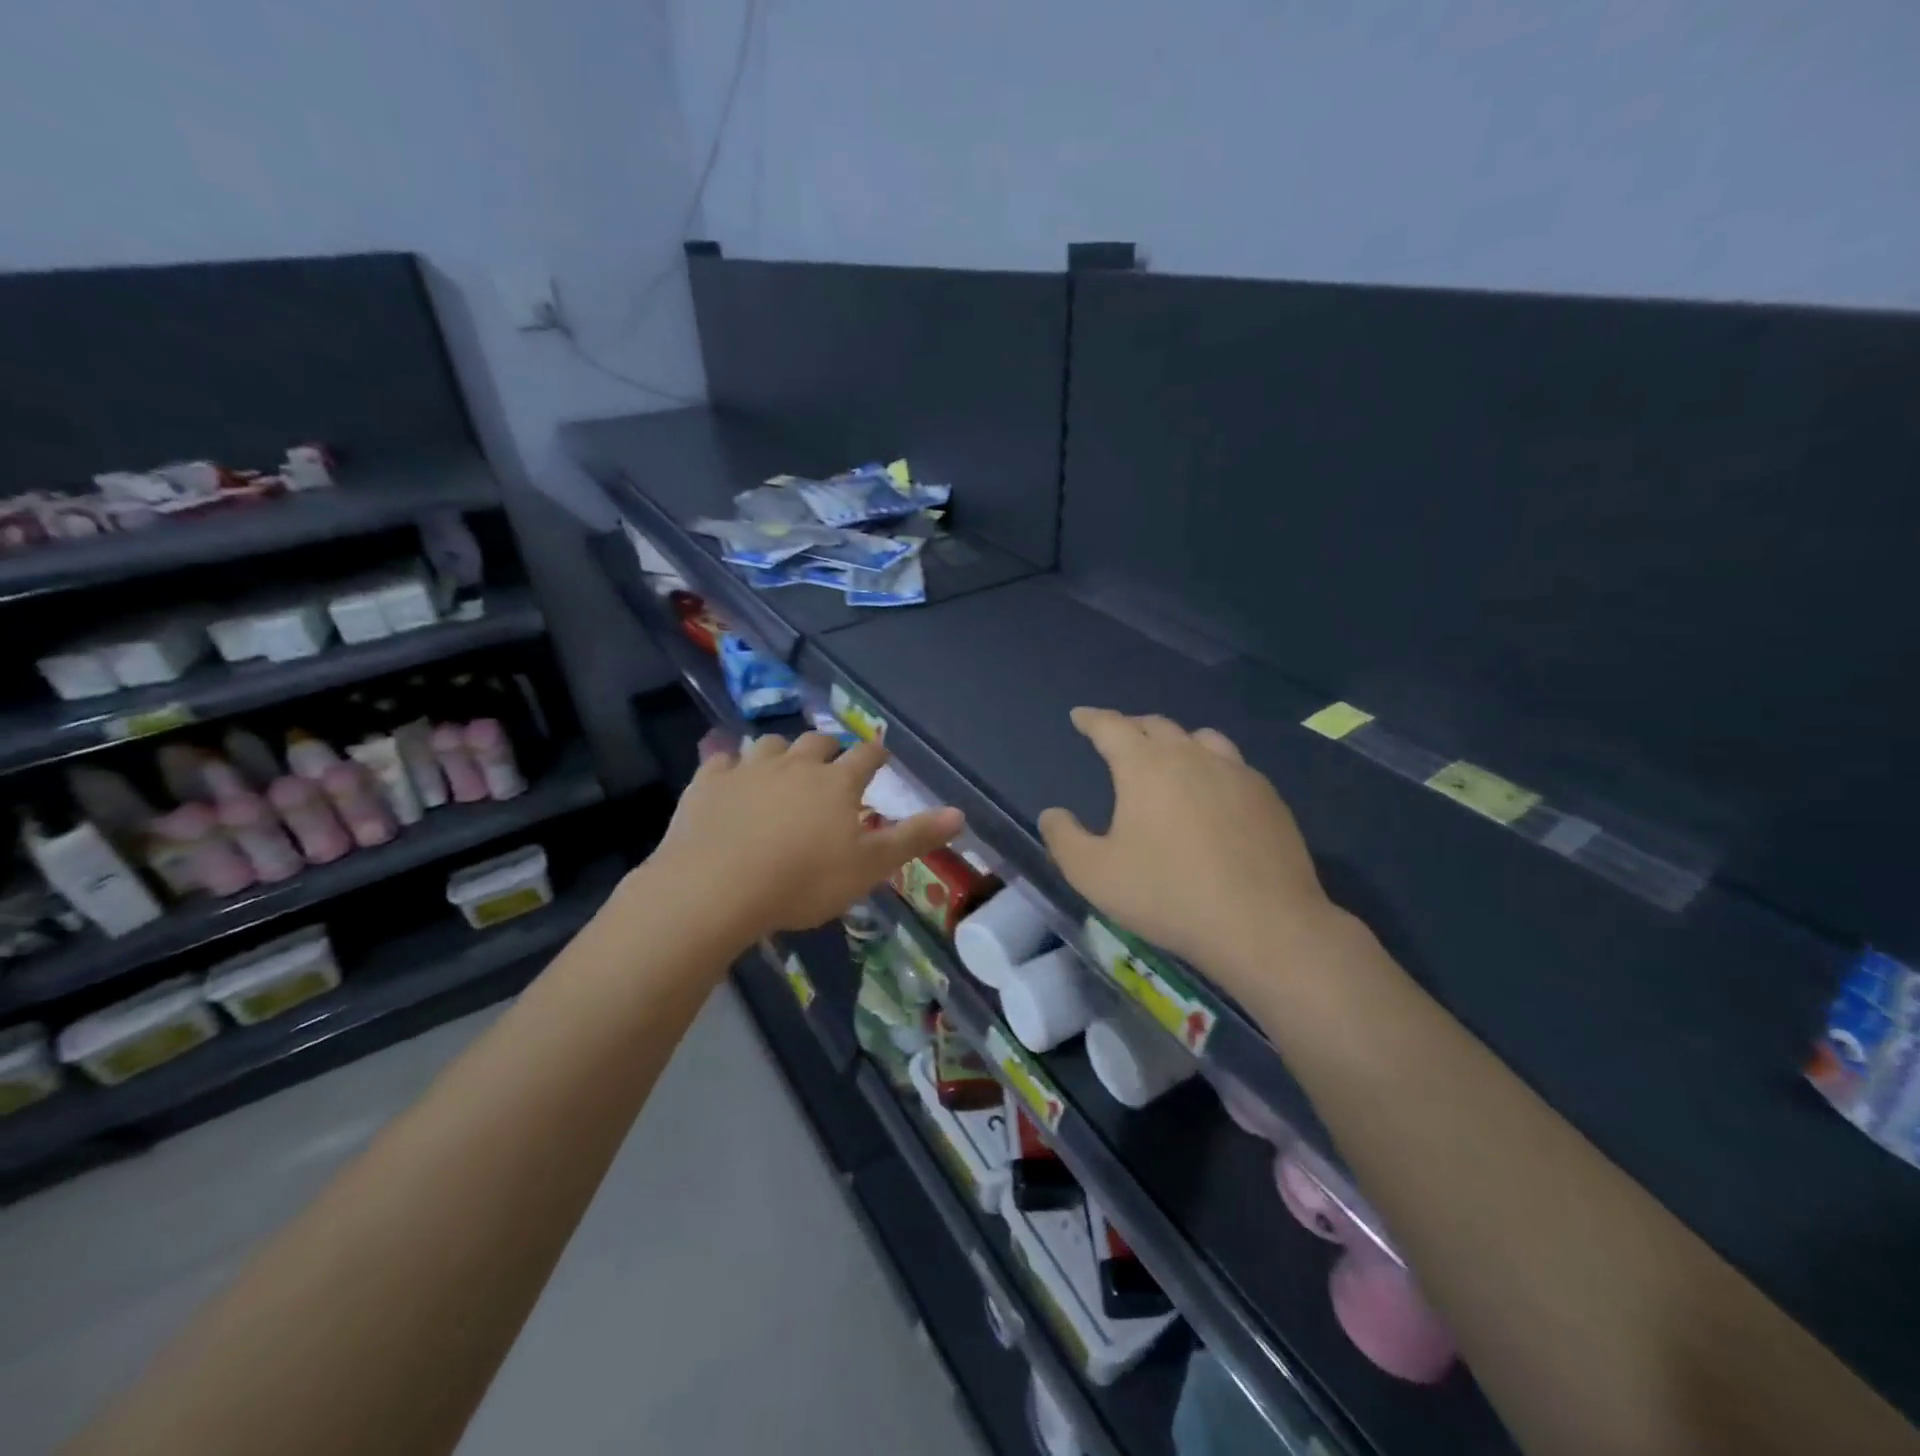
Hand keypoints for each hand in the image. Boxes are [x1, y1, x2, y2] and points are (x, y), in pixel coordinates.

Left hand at [648, 732, 963, 946]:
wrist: (717, 887)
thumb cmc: (803, 880)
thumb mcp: (869, 866)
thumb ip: (913, 838)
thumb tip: (960, 813)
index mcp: (837, 783)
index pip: (866, 756)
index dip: (876, 755)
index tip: (881, 756)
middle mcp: (795, 764)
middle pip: (817, 742)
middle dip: (829, 748)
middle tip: (832, 761)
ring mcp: (749, 769)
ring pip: (770, 744)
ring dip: (781, 751)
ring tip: (782, 766)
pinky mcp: (708, 782)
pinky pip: (721, 760)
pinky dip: (730, 765)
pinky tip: (729, 776)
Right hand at [1038, 708, 1337, 985]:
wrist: (1263, 924)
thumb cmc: (1167, 895)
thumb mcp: (1094, 874)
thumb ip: (1064, 838)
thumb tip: (1053, 813)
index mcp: (1145, 766)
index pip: (1111, 727)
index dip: (1091, 719)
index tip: (1079, 716)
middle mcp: (1191, 756)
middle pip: (1156, 725)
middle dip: (1131, 727)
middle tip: (1118, 739)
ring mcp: (1236, 772)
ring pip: (1200, 738)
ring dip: (1176, 741)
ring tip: (1168, 758)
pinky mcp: (1268, 796)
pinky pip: (1232, 765)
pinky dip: (1211, 766)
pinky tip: (1213, 794)